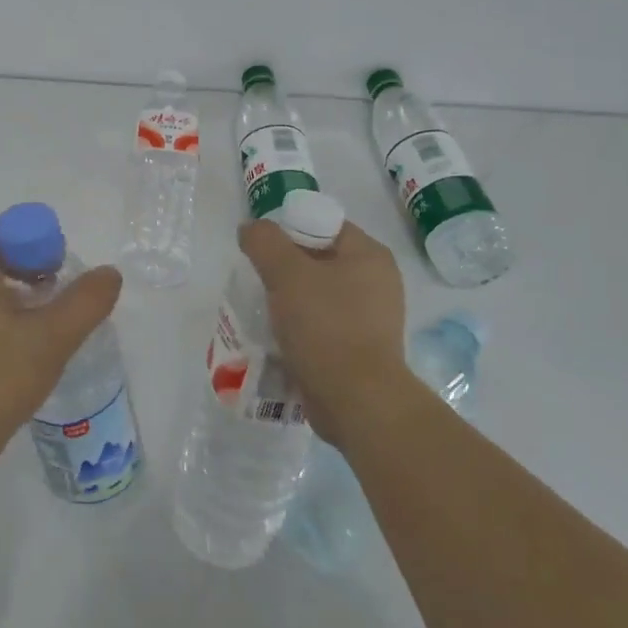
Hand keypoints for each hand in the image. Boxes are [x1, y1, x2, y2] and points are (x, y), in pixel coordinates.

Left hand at [0, 221, 122, 476]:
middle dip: (37, 270)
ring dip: (24, 297)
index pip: (9, 229)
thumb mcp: (50, 341)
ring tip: (48, 330)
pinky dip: (5, 319)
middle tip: (64, 302)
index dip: (43, 241)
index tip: (64, 275)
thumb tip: (110, 273)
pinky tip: (22, 353)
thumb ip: (86, 302)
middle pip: (0, 256)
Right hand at [237, 217, 406, 449]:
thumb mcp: (287, 274)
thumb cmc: (326, 327)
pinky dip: (298, 328)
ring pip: (316, 295)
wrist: (357, 403)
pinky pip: (321, 326)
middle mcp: (376, 282)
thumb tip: (251, 229)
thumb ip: (264, 242)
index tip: (260, 251)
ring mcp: (370, 318)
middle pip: (317, 260)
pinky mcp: (359, 349)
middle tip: (256, 280)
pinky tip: (276, 337)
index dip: (287, 230)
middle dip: (283, 269)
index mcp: (369, 255)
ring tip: (260, 310)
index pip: (322, 224)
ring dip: (287, 301)